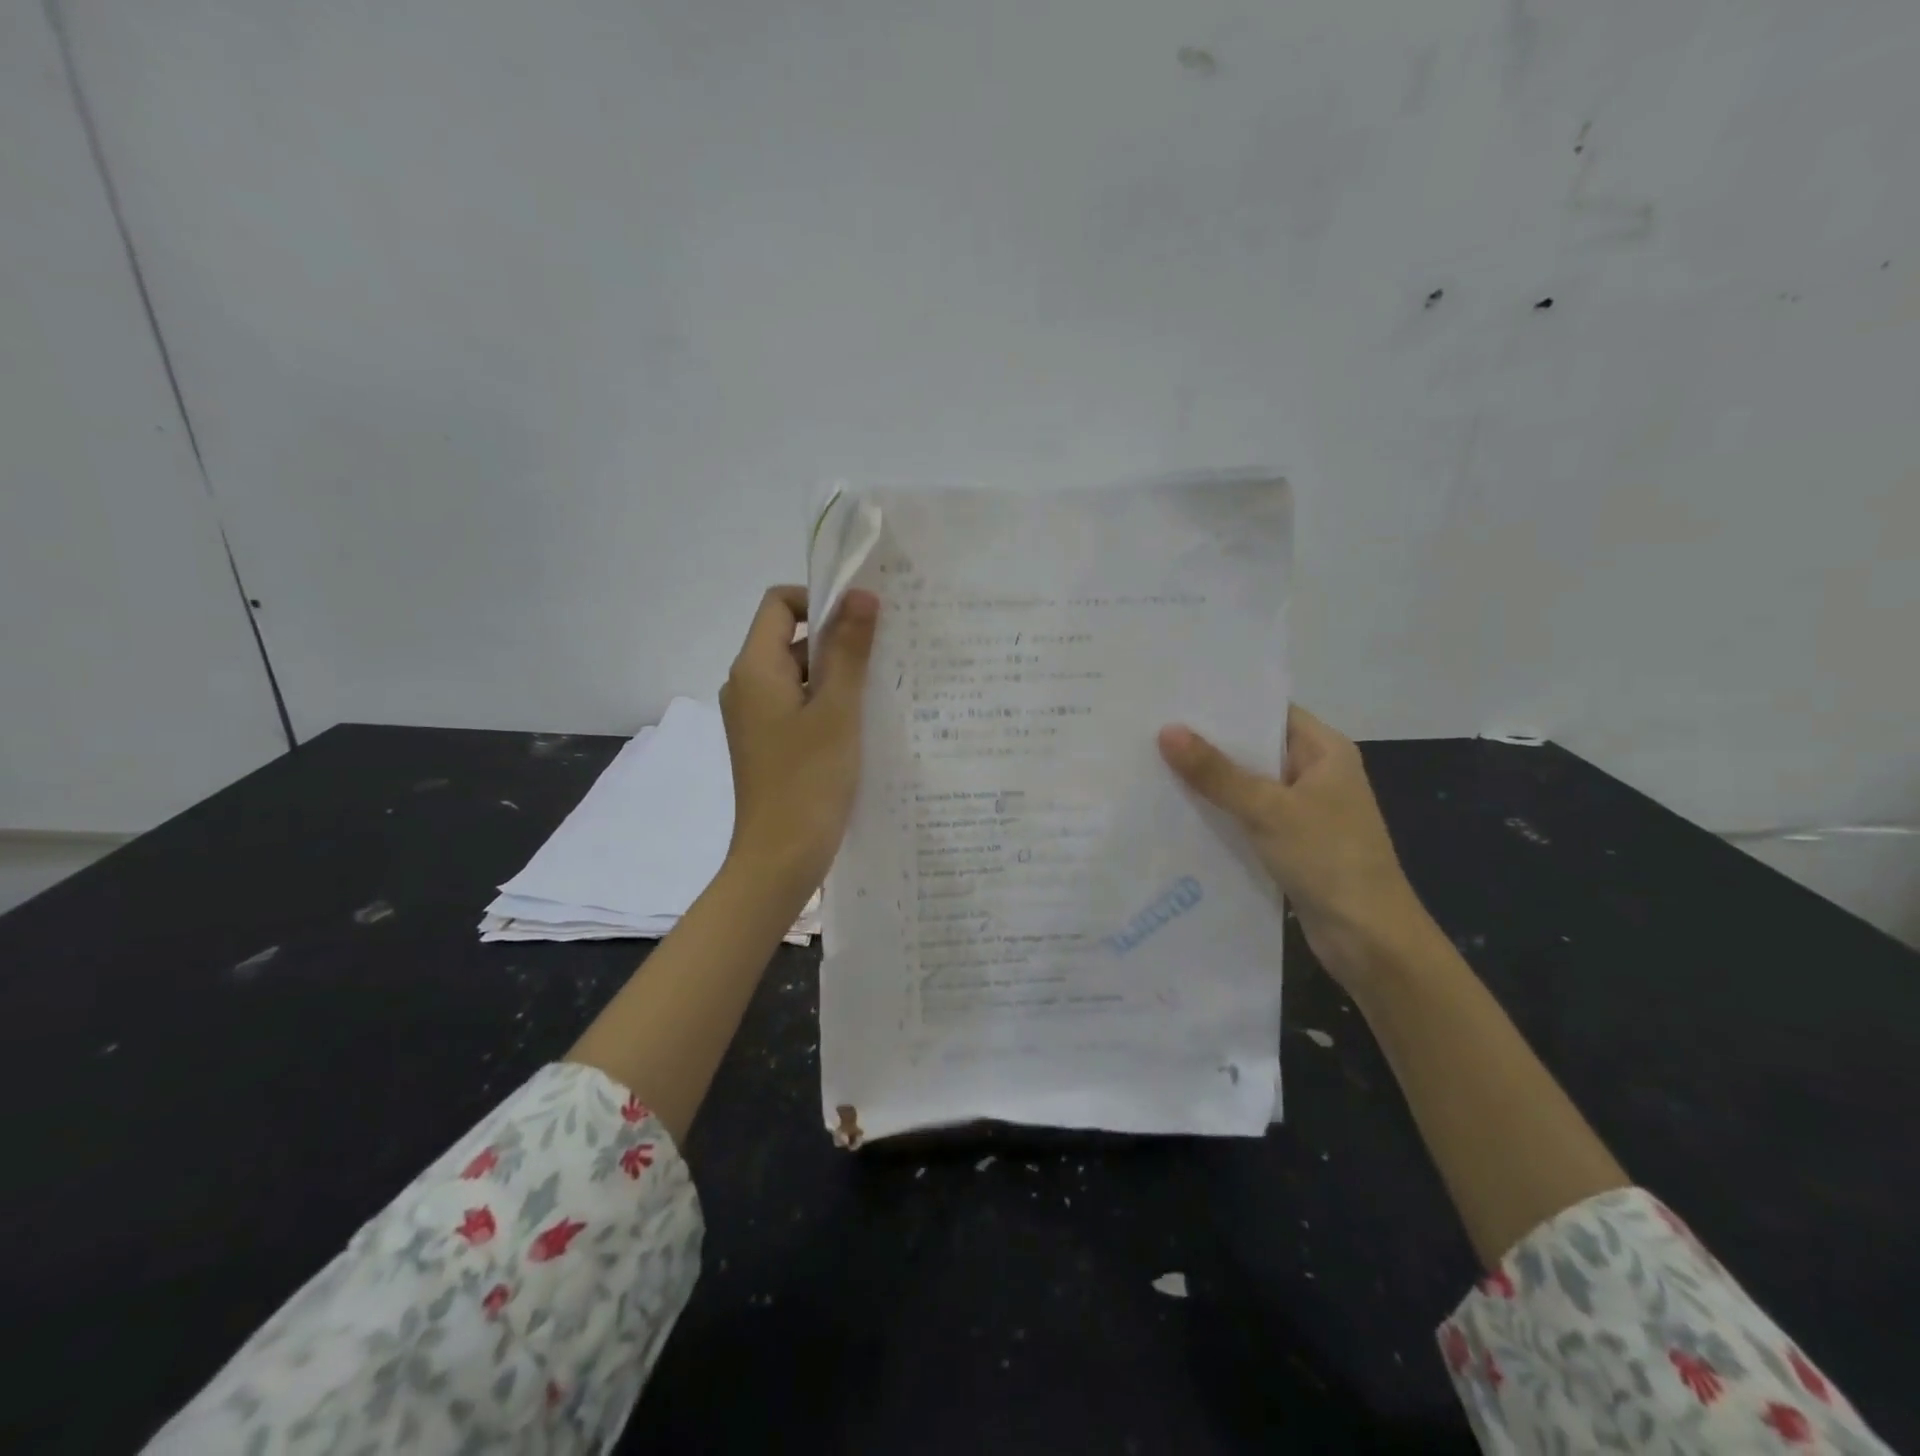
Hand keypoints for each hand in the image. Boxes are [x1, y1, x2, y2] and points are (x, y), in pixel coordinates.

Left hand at [719, 585, 877, 902]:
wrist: (778, 860)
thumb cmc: (808, 782)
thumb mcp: (837, 711)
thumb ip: (848, 650)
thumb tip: (861, 594)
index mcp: (754, 669)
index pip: (779, 604)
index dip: (820, 601)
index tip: (863, 621)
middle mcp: (747, 686)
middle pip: (792, 639)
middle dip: (838, 642)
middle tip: (888, 656)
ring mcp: (757, 718)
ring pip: (801, 676)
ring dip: (838, 677)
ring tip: (884, 691)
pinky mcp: (770, 744)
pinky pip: (800, 707)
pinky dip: (829, 706)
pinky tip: (865, 724)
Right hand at [1157, 706, 1430, 989]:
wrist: (1369, 939)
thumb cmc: (1329, 859)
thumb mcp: (1268, 810)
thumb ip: (1217, 772)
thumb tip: (1167, 730)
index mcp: (1325, 751)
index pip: (1270, 711)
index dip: (1226, 703)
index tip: (1176, 696)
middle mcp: (1314, 773)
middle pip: (1255, 748)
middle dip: (1208, 742)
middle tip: (1152, 729)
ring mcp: (1302, 810)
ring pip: (1247, 785)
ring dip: (1209, 781)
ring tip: (1152, 764)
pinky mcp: (1289, 843)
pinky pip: (1246, 817)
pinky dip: (1218, 813)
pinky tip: (1176, 810)